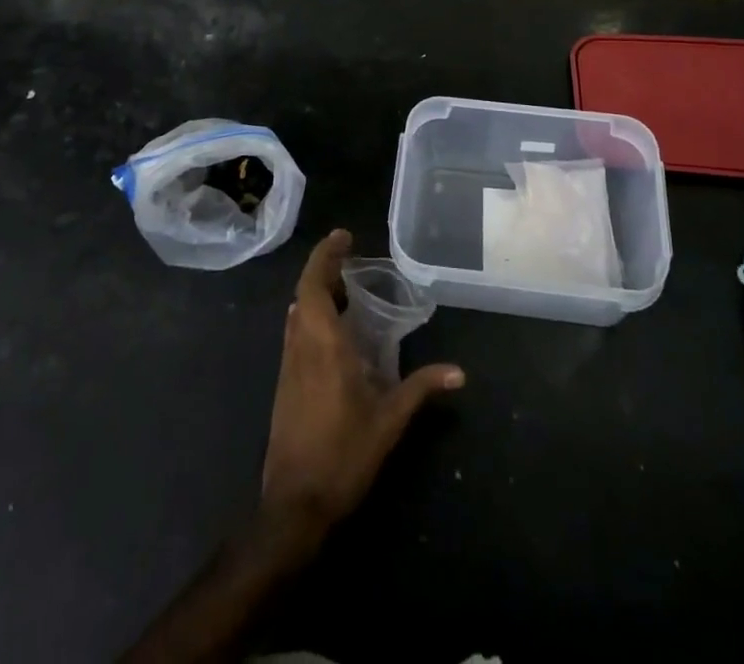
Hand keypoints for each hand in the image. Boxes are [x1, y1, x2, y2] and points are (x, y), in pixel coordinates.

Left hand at [259, 230, 463, 540]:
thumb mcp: (389, 421)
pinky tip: (334, 330)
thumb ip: (421, 388)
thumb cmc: (343, 456)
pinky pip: (296, 333)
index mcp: (322, 344)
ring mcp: (288, 365)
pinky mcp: (284, 384)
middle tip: (352, 259)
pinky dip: (312, 316)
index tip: (344, 236)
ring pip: (297, 313)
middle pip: (304, 292)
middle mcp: (300, 346)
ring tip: (346, 287)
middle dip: (324, 269)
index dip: (326, 255)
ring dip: (316, 292)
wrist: (293, 506)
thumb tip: (459, 372)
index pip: (314, 283)